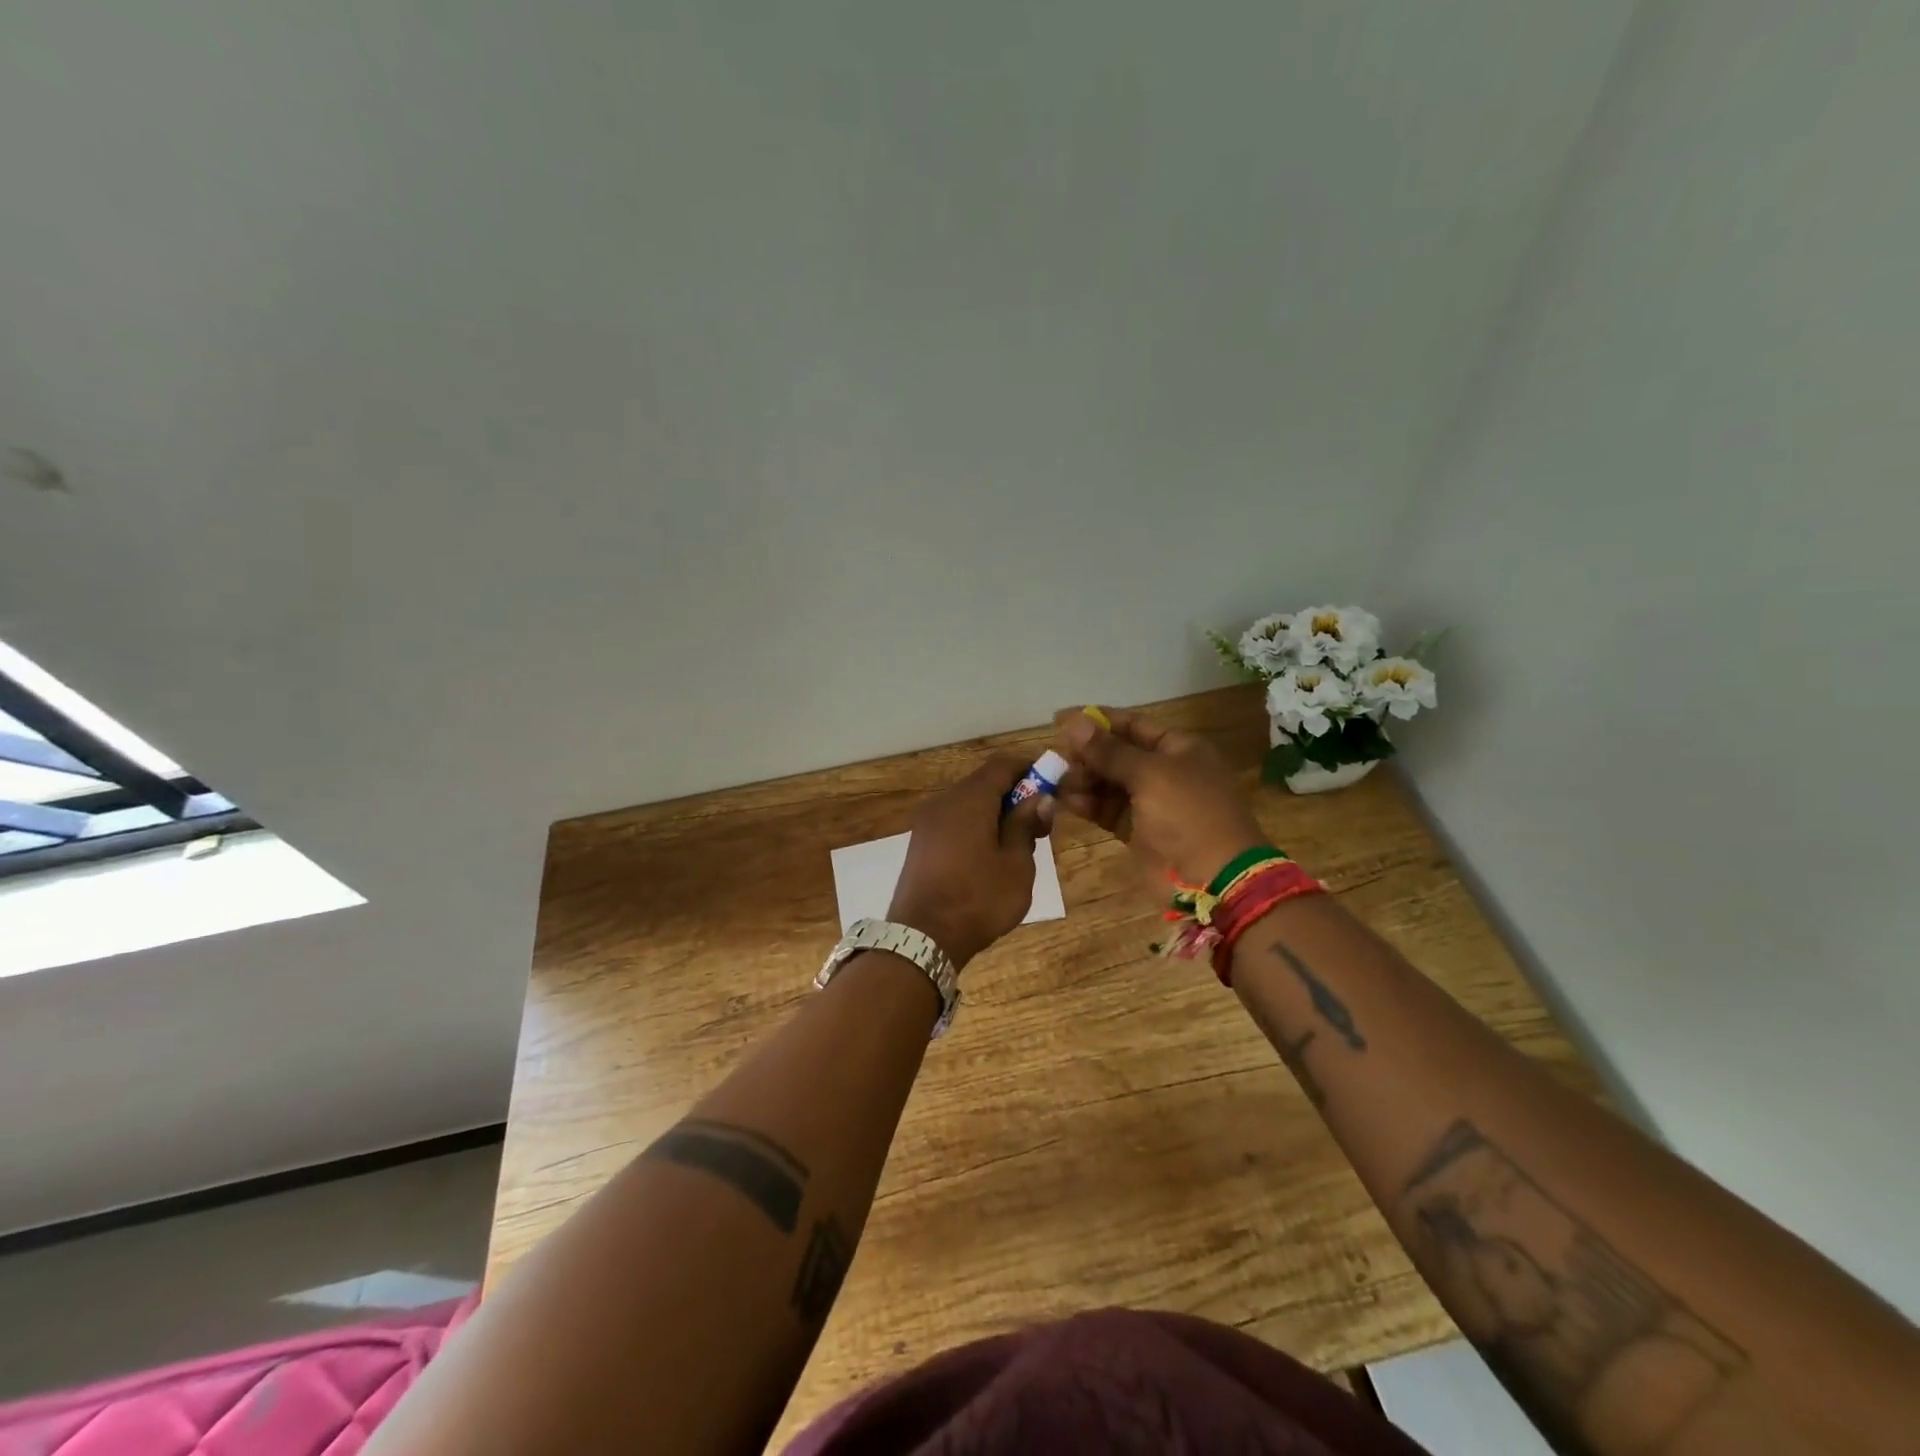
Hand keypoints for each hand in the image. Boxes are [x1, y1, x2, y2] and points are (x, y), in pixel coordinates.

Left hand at [888, 754, 1051, 969]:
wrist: (922, 938)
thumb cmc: (978, 899)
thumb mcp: (1016, 865)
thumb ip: (1026, 825)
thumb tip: (1039, 798)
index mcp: (969, 800)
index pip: (1003, 765)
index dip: (1030, 769)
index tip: (1053, 785)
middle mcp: (944, 802)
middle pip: (984, 783)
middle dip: (1015, 795)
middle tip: (1040, 823)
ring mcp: (927, 822)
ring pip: (968, 803)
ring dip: (995, 813)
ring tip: (1018, 843)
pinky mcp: (920, 843)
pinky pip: (954, 821)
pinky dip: (976, 826)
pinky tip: (990, 854)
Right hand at [1056, 708, 1265, 888]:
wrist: (1214, 880)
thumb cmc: (1188, 815)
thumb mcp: (1149, 775)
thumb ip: (1108, 750)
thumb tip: (1072, 721)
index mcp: (1178, 748)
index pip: (1132, 724)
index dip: (1097, 720)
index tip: (1060, 719)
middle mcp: (1164, 771)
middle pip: (1117, 753)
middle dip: (1086, 754)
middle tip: (1055, 758)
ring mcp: (1150, 802)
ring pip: (1108, 782)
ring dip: (1082, 779)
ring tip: (1055, 781)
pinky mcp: (1136, 830)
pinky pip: (1106, 809)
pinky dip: (1087, 804)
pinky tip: (1064, 801)